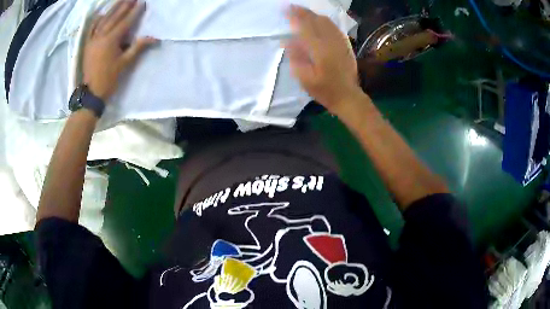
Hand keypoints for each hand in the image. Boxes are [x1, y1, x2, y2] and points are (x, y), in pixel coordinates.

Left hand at [82, 0, 157, 100]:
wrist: (91, 93)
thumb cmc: (109, 79)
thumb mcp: (125, 64)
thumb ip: (138, 47)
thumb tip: (154, 38)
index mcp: (111, 40)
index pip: (125, 22)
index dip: (135, 12)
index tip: (142, 3)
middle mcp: (101, 36)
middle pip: (114, 17)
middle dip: (124, 6)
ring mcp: (93, 39)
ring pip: (103, 20)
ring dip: (112, 9)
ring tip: (120, 0)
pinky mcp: (88, 44)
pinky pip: (92, 29)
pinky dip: (97, 20)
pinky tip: (102, 14)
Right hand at [285, 6, 361, 112]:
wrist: (348, 96)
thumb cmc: (324, 90)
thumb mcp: (305, 78)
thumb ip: (296, 57)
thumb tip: (286, 41)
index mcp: (319, 50)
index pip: (305, 27)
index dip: (295, 16)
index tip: (285, 9)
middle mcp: (331, 42)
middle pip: (316, 20)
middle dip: (303, 12)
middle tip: (292, 7)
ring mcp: (340, 42)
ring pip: (327, 22)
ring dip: (313, 14)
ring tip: (303, 12)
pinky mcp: (346, 45)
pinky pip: (334, 27)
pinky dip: (324, 21)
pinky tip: (319, 20)